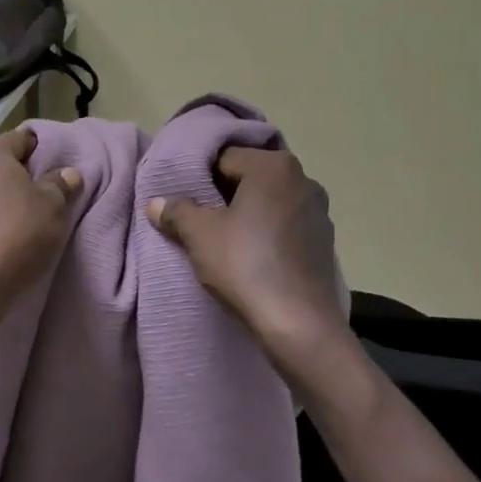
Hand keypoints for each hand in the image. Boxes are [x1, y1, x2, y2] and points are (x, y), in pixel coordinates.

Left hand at [0, 129, 81, 330]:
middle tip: (52, 194)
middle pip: (3, 165)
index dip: (43, 148)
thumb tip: (67, 173)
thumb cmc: (16, 235)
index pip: (22, 138)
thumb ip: (61, 185)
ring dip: (9, 202)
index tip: (61, 165)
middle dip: (26, 176)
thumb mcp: (53, 207)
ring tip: (34, 219)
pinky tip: (10, 239)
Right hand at [147, 147, 348, 368]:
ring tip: (224, 240)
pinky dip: (267, 233)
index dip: (198, 177)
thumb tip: (156, 203)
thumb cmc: (245, 265)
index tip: (184, 201)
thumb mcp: (199, 235)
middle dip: (222, 195)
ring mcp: (318, 211)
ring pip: (268, 202)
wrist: (298, 324)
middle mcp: (303, 179)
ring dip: (246, 214)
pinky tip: (251, 257)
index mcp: (273, 166)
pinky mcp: (324, 241)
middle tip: (199, 219)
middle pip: (248, 177)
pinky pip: (285, 225)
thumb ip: (175, 211)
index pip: (224, 157)